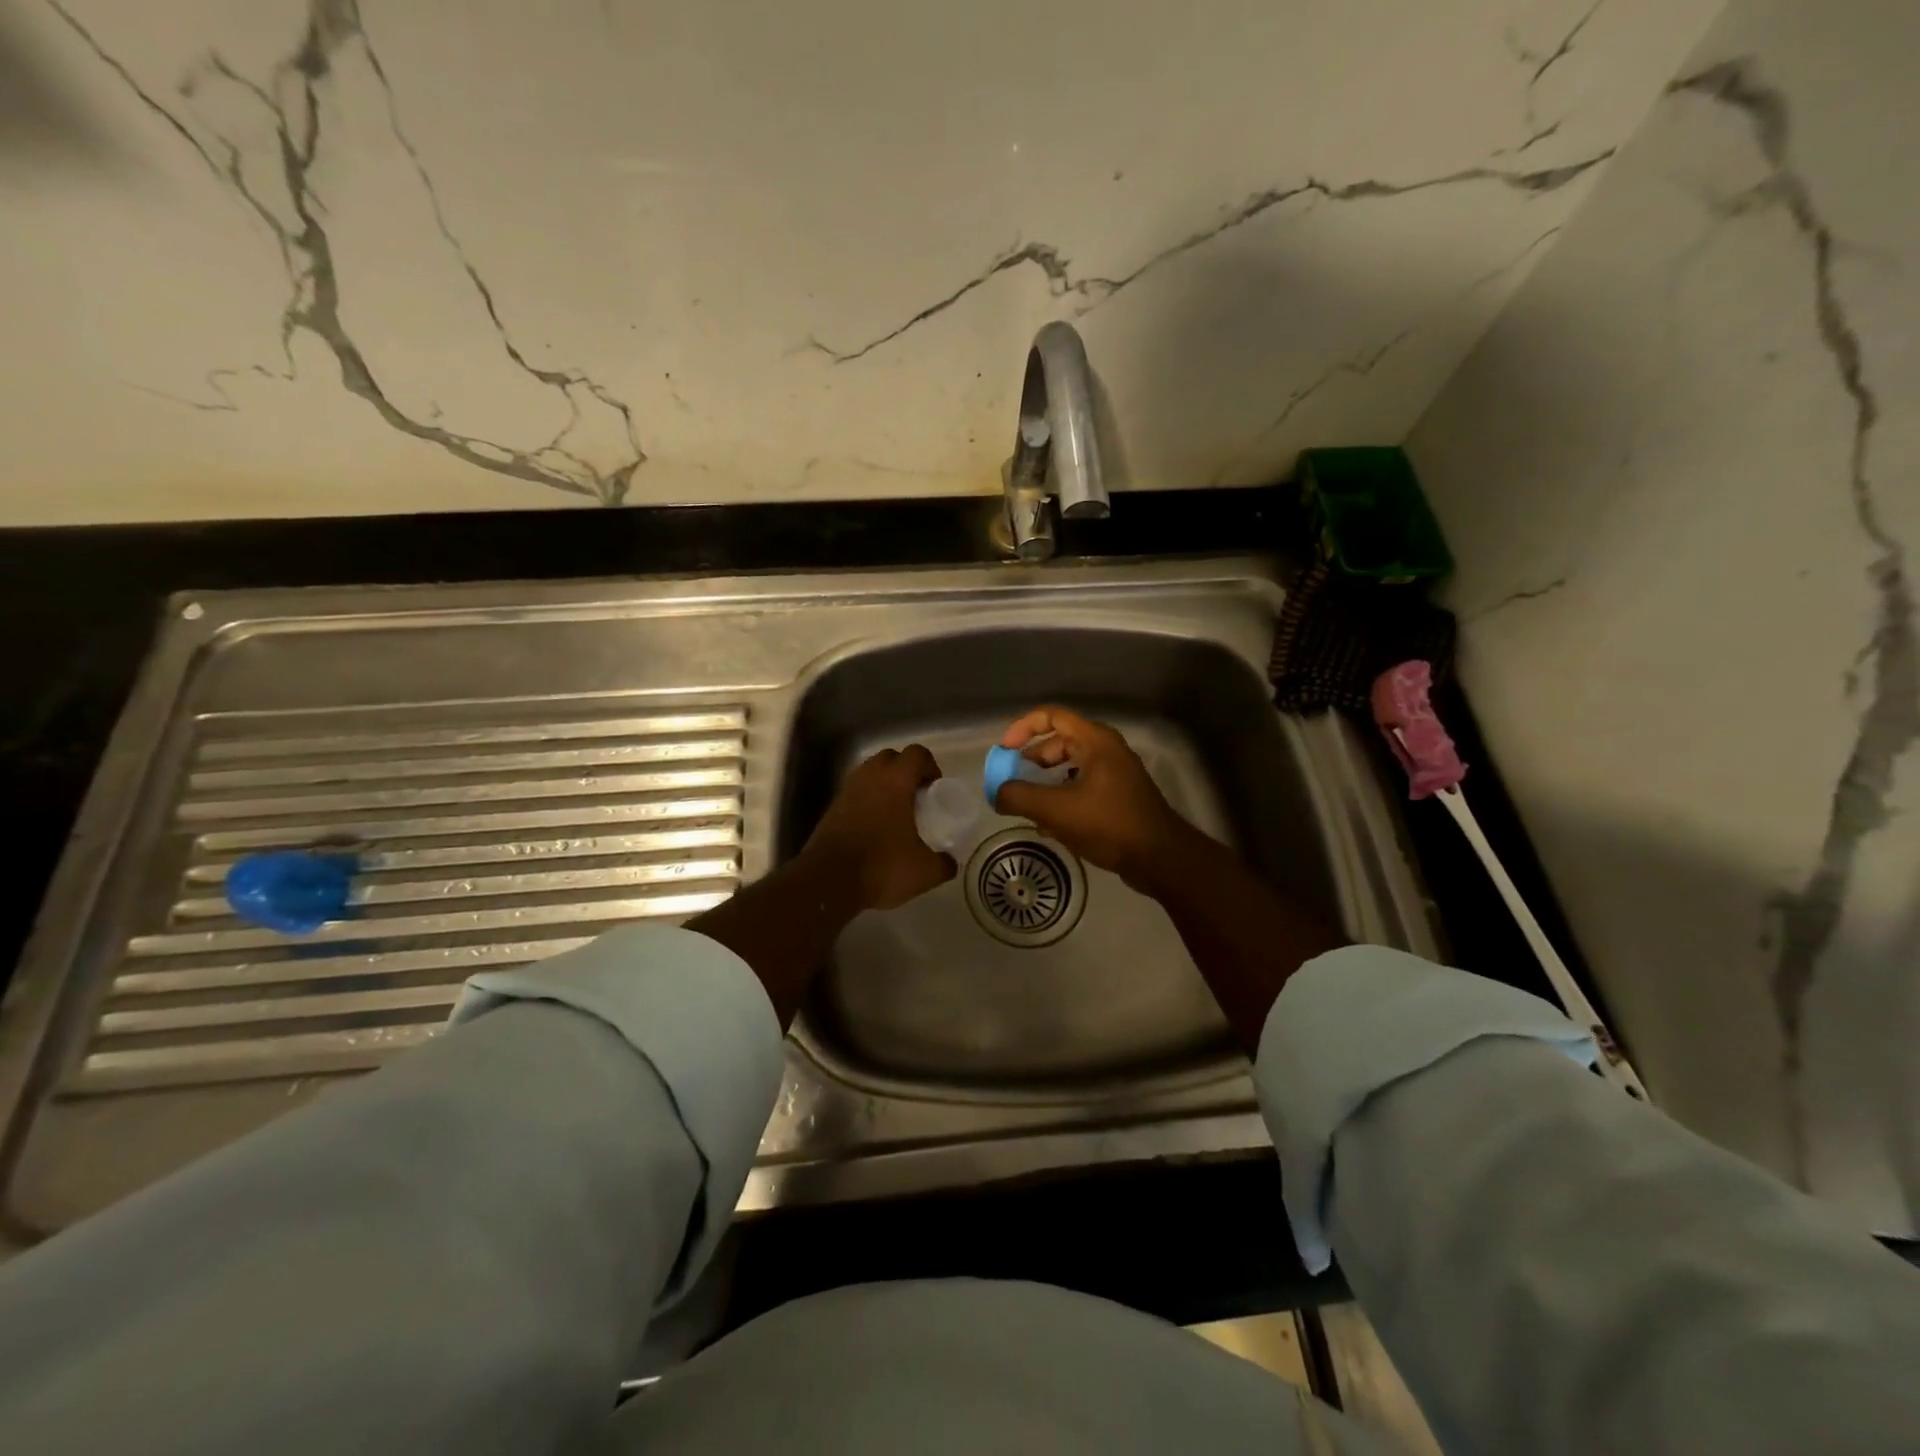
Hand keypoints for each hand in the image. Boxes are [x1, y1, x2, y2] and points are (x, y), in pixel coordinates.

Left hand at [803, 744, 957, 910]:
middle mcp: (869, 777)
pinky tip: (876, 827)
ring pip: (869, 773)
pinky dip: (868, 800)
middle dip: (906, 770)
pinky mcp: (831, 808)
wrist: (828, 882)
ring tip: (897, 811)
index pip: (916, 754)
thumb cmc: (881, 867)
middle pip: (890, 757)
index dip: (930, 766)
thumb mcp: (924, 872)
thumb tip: (949, 862)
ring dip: (885, 784)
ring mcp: (846, 791)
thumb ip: (943, 863)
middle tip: (917, 796)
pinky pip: (855, 793)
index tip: (935, 787)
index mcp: (895, 781)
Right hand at [993, 706, 1194, 887]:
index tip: (1005, 751)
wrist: (1160, 858)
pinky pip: (1082, 786)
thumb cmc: (1109, 824)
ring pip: (1070, 767)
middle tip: (1013, 781)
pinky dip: (1063, 797)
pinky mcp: (1119, 796)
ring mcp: (1116, 774)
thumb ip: (1020, 797)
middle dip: (1032, 760)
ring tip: (1029, 805)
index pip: (1052, 716)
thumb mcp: (1056, 810)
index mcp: (1095, 741)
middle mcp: (1107, 750)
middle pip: (1060, 742)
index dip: (1023, 728)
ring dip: (1046, 782)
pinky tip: (1051, 825)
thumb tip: (998, 793)